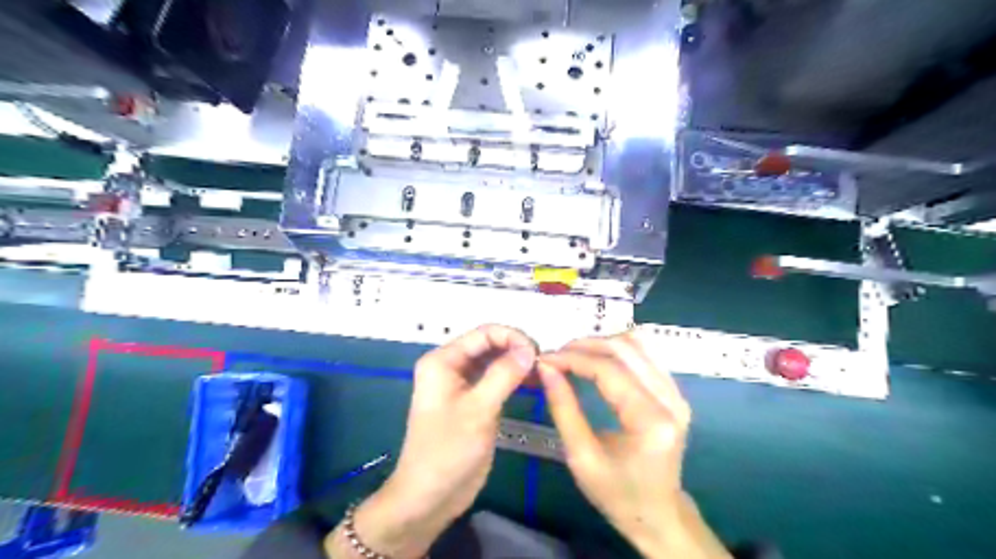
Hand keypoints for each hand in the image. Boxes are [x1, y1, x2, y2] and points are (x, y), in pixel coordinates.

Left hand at [329, 325, 537, 555]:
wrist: (429, 497)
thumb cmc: (448, 451)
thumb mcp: (478, 410)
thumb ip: (504, 375)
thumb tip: (530, 349)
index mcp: (443, 361)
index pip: (483, 334)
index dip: (513, 337)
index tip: (539, 353)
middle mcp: (451, 366)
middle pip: (490, 345)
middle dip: (517, 350)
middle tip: (544, 365)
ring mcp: (463, 384)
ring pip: (495, 362)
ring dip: (518, 364)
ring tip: (543, 374)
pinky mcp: (473, 401)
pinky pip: (496, 380)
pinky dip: (514, 380)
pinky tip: (534, 384)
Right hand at [543, 334, 728, 557]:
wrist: (657, 514)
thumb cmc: (616, 494)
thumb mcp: (581, 457)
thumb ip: (563, 408)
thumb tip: (545, 367)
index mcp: (650, 422)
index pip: (609, 370)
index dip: (573, 358)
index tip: (545, 359)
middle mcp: (671, 401)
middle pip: (625, 349)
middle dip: (585, 345)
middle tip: (556, 355)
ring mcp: (677, 393)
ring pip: (638, 344)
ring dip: (601, 343)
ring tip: (573, 355)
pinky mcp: (675, 392)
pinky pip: (645, 354)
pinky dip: (617, 350)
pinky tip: (597, 359)